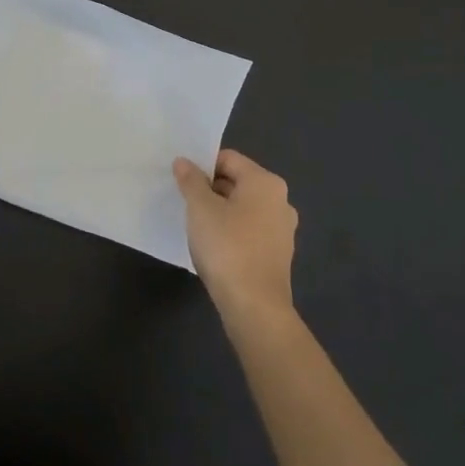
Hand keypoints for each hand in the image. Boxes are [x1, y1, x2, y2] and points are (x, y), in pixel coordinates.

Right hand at [173, 149, 297, 318]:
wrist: (254, 306)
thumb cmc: (227, 247)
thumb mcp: (200, 208)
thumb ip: (191, 180)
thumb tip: (184, 162)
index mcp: (265, 182)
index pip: (228, 159)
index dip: (202, 165)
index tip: (181, 181)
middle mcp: (280, 200)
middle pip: (238, 182)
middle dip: (210, 189)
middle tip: (185, 203)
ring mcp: (282, 229)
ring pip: (243, 208)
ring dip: (220, 211)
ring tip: (196, 226)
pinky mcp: (278, 254)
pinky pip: (250, 230)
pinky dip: (232, 231)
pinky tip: (214, 247)